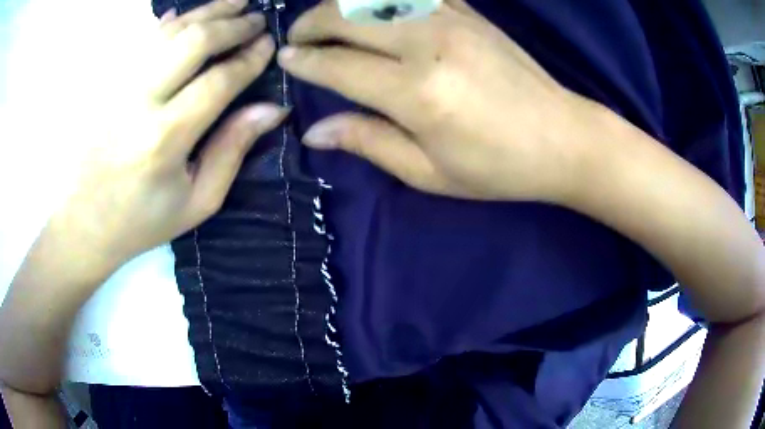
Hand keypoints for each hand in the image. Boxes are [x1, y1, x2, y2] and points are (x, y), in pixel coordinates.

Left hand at [53, 0, 285, 272]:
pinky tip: (186, 14)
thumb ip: (232, 151)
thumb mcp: (197, 201)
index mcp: (166, 138)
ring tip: (234, 3)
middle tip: (258, 18)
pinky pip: (143, 42)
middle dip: (232, 24)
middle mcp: (141, 102)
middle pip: (193, 42)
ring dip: (206, 12)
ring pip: (169, 32)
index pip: (218, 80)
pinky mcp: (109, 85)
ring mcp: (120, 88)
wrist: (85, 224)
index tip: (269, 44)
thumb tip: (271, 109)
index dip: (249, 58)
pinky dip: (169, 22)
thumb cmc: (142, 221)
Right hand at [279, 0, 598, 202]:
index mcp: (416, 93)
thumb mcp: (429, 172)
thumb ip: (368, 142)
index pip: (337, 65)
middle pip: (347, 16)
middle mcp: (428, 44)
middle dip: (311, 23)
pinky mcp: (469, 12)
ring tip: (327, 19)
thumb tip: (315, 131)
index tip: (285, 59)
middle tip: (297, 37)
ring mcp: (451, 19)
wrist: (563, 138)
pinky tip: (373, 6)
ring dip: (341, 3)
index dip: (304, 61)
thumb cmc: (499, 167)